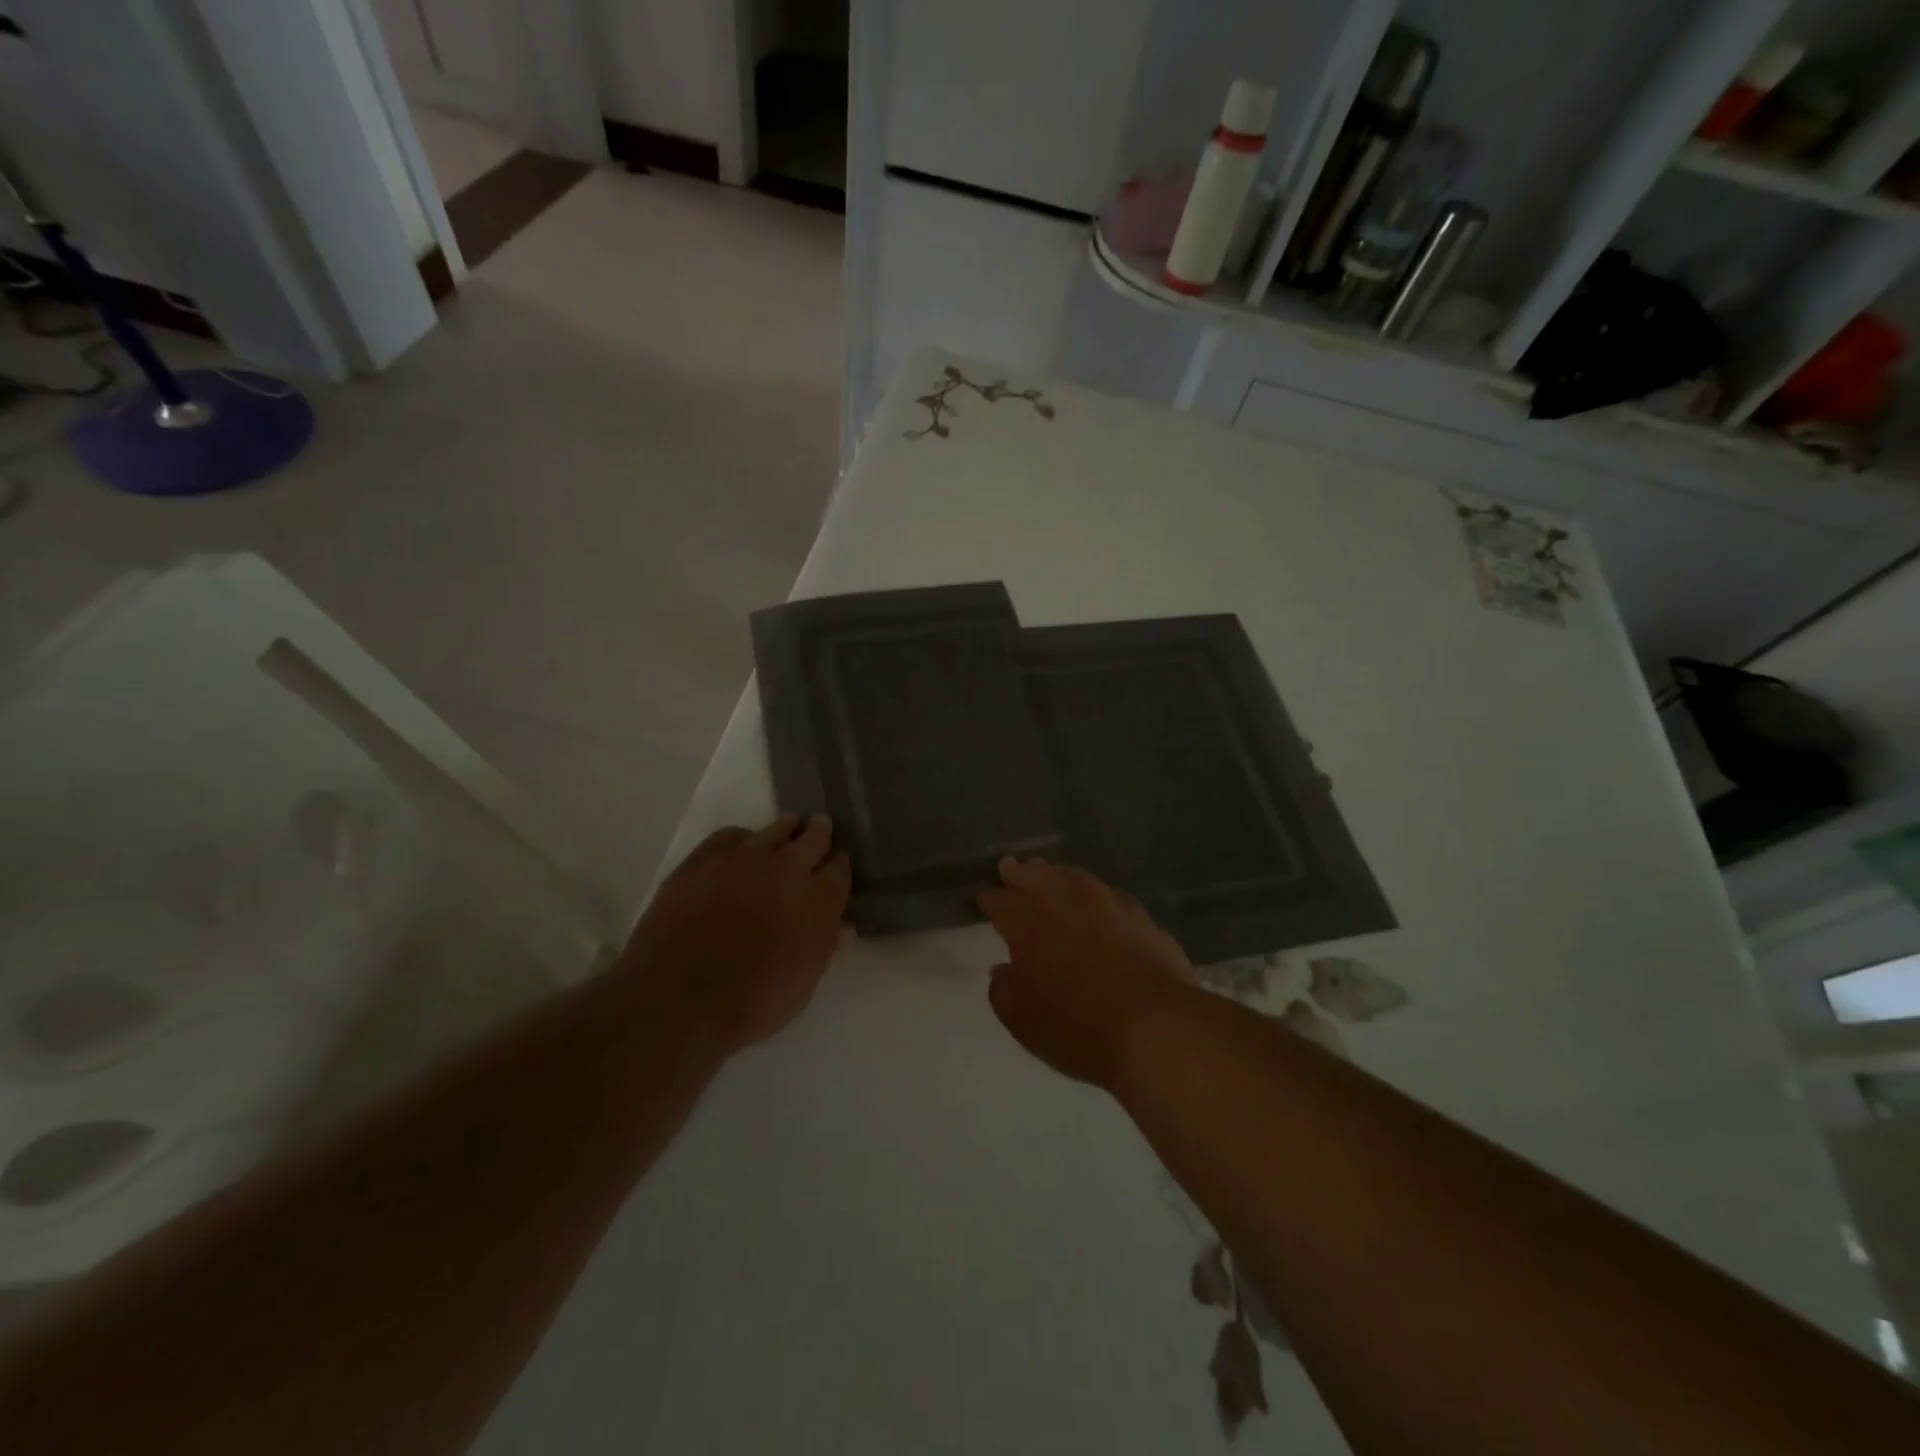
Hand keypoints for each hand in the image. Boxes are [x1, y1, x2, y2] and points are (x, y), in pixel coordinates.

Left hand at [620, 814, 850, 1051]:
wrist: (678, 999)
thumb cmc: (751, 1004)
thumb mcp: (801, 986)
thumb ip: (824, 947)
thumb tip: (843, 926)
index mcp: (818, 900)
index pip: (840, 868)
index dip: (839, 865)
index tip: (837, 866)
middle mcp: (788, 870)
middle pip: (813, 838)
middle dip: (819, 833)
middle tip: (820, 828)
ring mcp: (744, 860)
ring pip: (774, 830)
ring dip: (786, 829)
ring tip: (789, 827)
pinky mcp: (704, 860)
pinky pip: (730, 835)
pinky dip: (742, 837)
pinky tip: (742, 843)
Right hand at [977, 858, 1197, 1089]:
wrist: (1156, 1027)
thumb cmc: (1077, 1028)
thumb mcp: (1023, 1022)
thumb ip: (1004, 992)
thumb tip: (1002, 971)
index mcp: (1028, 924)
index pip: (1001, 902)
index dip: (990, 898)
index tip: (984, 895)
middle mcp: (1065, 903)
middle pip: (1037, 878)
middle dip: (1021, 873)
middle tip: (1011, 867)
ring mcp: (1107, 905)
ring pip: (1076, 878)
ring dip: (1059, 874)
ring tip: (1052, 872)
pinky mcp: (1141, 918)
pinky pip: (1111, 895)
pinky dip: (1097, 893)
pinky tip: (1100, 899)